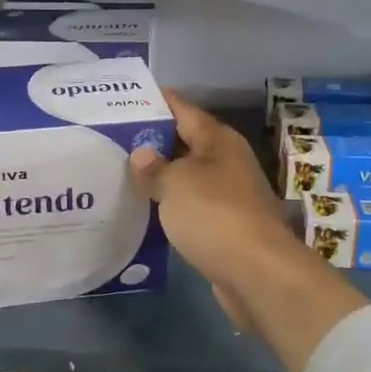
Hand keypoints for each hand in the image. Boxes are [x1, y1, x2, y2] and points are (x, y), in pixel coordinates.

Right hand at [129, 90, 365, 371]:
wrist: (257, 273)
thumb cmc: (215, 216)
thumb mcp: (176, 184)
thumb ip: (154, 167)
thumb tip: (141, 154)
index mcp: (219, 141)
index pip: (184, 110)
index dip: (158, 101)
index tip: (127, 97)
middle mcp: (226, 163)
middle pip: (185, 143)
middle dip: (153, 140)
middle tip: (113, 137)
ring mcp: (228, 196)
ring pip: (186, 177)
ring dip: (160, 176)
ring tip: (120, 172)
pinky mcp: (224, 227)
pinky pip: (190, 207)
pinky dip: (169, 206)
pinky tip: (143, 210)